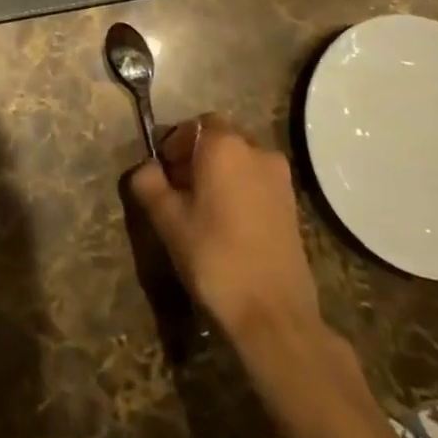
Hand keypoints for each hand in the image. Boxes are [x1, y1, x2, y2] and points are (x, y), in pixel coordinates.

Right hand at [129, 115, 324, 346]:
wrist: (273, 313)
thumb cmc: (214, 256)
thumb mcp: (167, 219)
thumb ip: (149, 183)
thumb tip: (146, 168)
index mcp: (224, 145)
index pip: (193, 125)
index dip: (173, 144)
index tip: (161, 172)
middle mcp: (257, 150)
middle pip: (219, 139)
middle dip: (195, 156)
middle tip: (176, 188)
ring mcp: (280, 178)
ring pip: (239, 160)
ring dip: (218, 173)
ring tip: (201, 208)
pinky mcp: (292, 204)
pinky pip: (256, 181)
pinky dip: (239, 189)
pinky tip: (226, 222)